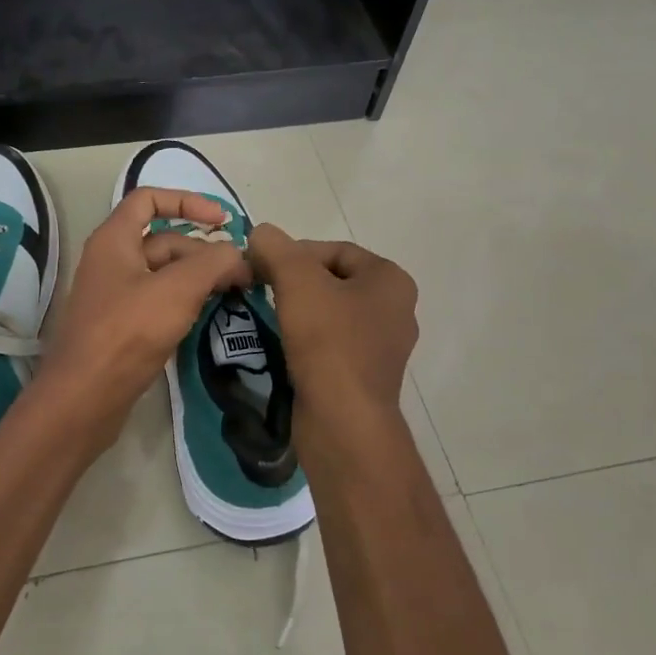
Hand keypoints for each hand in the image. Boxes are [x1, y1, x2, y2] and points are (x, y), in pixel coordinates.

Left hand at [36, 188, 253, 440]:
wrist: (83, 399)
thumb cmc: (127, 333)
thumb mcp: (178, 290)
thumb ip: (213, 263)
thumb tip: (236, 254)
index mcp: (114, 239)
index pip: (149, 199)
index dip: (187, 201)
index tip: (222, 221)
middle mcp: (111, 260)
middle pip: (164, 240)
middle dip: (204, 250)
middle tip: (244, 275)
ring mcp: (115, 295)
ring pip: (164, 273)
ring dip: (198, 277)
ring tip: (234, 293)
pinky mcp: (121, 326)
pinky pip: (158, 301)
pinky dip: (184, 301)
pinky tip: (208, 315)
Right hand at [245, 225, 417, 422]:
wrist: (343, 422)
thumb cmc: (328, 343)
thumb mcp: (297, 281)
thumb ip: (276, 248)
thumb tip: (261, 233)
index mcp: (390, 280)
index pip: (334, 250)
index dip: (293, 253)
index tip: (261, 268)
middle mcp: (395, 310)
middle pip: (332, 280)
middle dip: (294, 282)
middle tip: (260, 290)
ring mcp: (382, 347)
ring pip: (330, 314)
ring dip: (297, 312)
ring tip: (268, 318)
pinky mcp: (364, 376)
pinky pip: (331, 345)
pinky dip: (306, 340)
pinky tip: (283, 347)